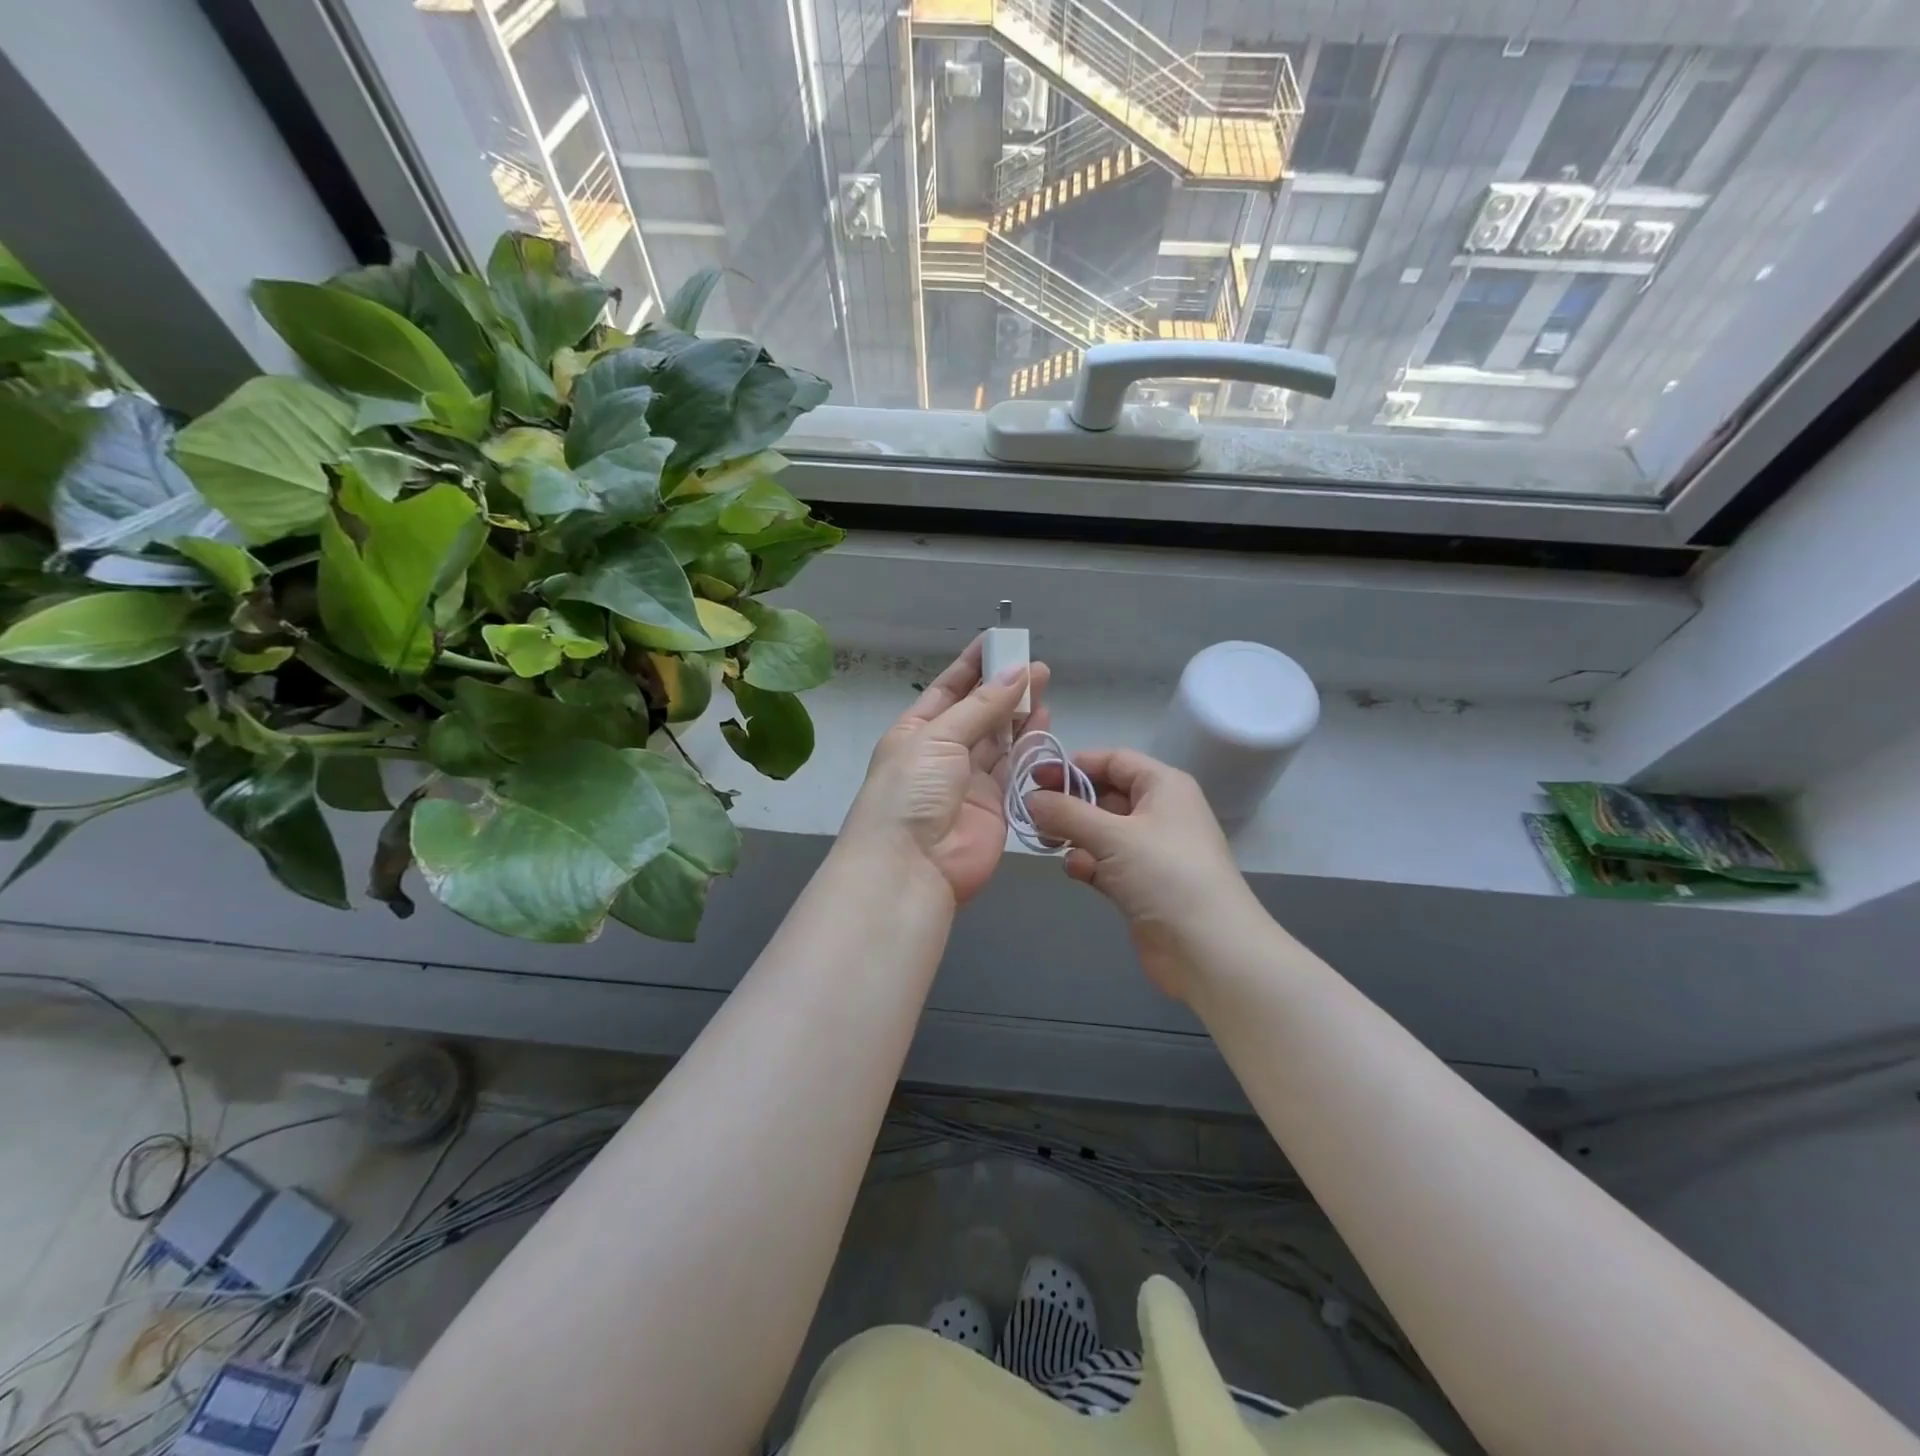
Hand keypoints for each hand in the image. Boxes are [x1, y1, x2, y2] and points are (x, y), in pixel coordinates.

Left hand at [842, 637, 1051, 905]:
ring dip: (1020, 713)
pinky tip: (1044, 722)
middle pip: (978, 713)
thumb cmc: (911, 791)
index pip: (948, 690)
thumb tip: (1018, 673)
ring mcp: (970, 781)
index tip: (998, 642)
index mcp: (916, 732)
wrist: (910, 866)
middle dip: (1004, 688)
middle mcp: (943, 753)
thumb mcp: (939, 738)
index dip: (973, 666)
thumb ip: (982, 707)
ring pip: (1000, 739)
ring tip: (1045, 684)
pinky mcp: (996, 806)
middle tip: (1035, 665)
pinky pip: (1015, 769)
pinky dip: (1030, 747)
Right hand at [1026, 750, 1258, 999]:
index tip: (1034, 778)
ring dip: (1074, 834)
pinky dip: (1088, 863)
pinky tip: (1075, 870)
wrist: (1209, 948)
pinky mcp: (1143, 884)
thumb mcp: (1113, 835)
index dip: (1073, 765)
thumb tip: (1031, 799)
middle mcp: (1159, 812)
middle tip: (1032, 813)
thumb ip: (1067, 813)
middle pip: (1105, 795)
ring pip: (1102, 831)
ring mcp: (1152, 850)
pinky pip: (1107, 862)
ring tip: (1046, 842)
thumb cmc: (1165, 874)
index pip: (1113, 761)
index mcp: (1163, 786)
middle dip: (1069, 803)